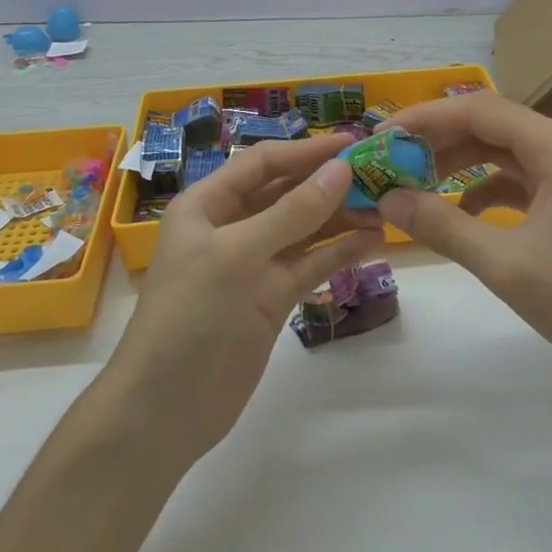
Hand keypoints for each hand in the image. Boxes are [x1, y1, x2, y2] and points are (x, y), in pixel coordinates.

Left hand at [106, 134, 385, 463]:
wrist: (166, 408)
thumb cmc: (189, 316)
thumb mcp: (237, 255)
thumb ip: (292, 213)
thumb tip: (342, 170)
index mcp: (207, 204)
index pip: (263, 163)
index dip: (307, 151)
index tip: (355, 143)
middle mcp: (231, 227)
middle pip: (286, 192)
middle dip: (328, 182)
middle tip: (380, 174)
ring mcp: (253, 264)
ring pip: (304, 229)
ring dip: (341, 216)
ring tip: (386, 206)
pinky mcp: (272, 297)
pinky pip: (310, 264)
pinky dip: (339, 252)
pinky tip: (372, 241)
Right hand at [376, 93, 551, 387]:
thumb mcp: (504, 263)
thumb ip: (442, 226)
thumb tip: (387, 200)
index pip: (479, 109)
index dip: (426, 117)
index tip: (383, 136)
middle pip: (489, 125)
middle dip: (437, 140)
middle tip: (391, 161)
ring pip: (501, 151)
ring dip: (457, 163)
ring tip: (413, 184)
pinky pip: (516, 178)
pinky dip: (482, 189)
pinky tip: (457, 214)